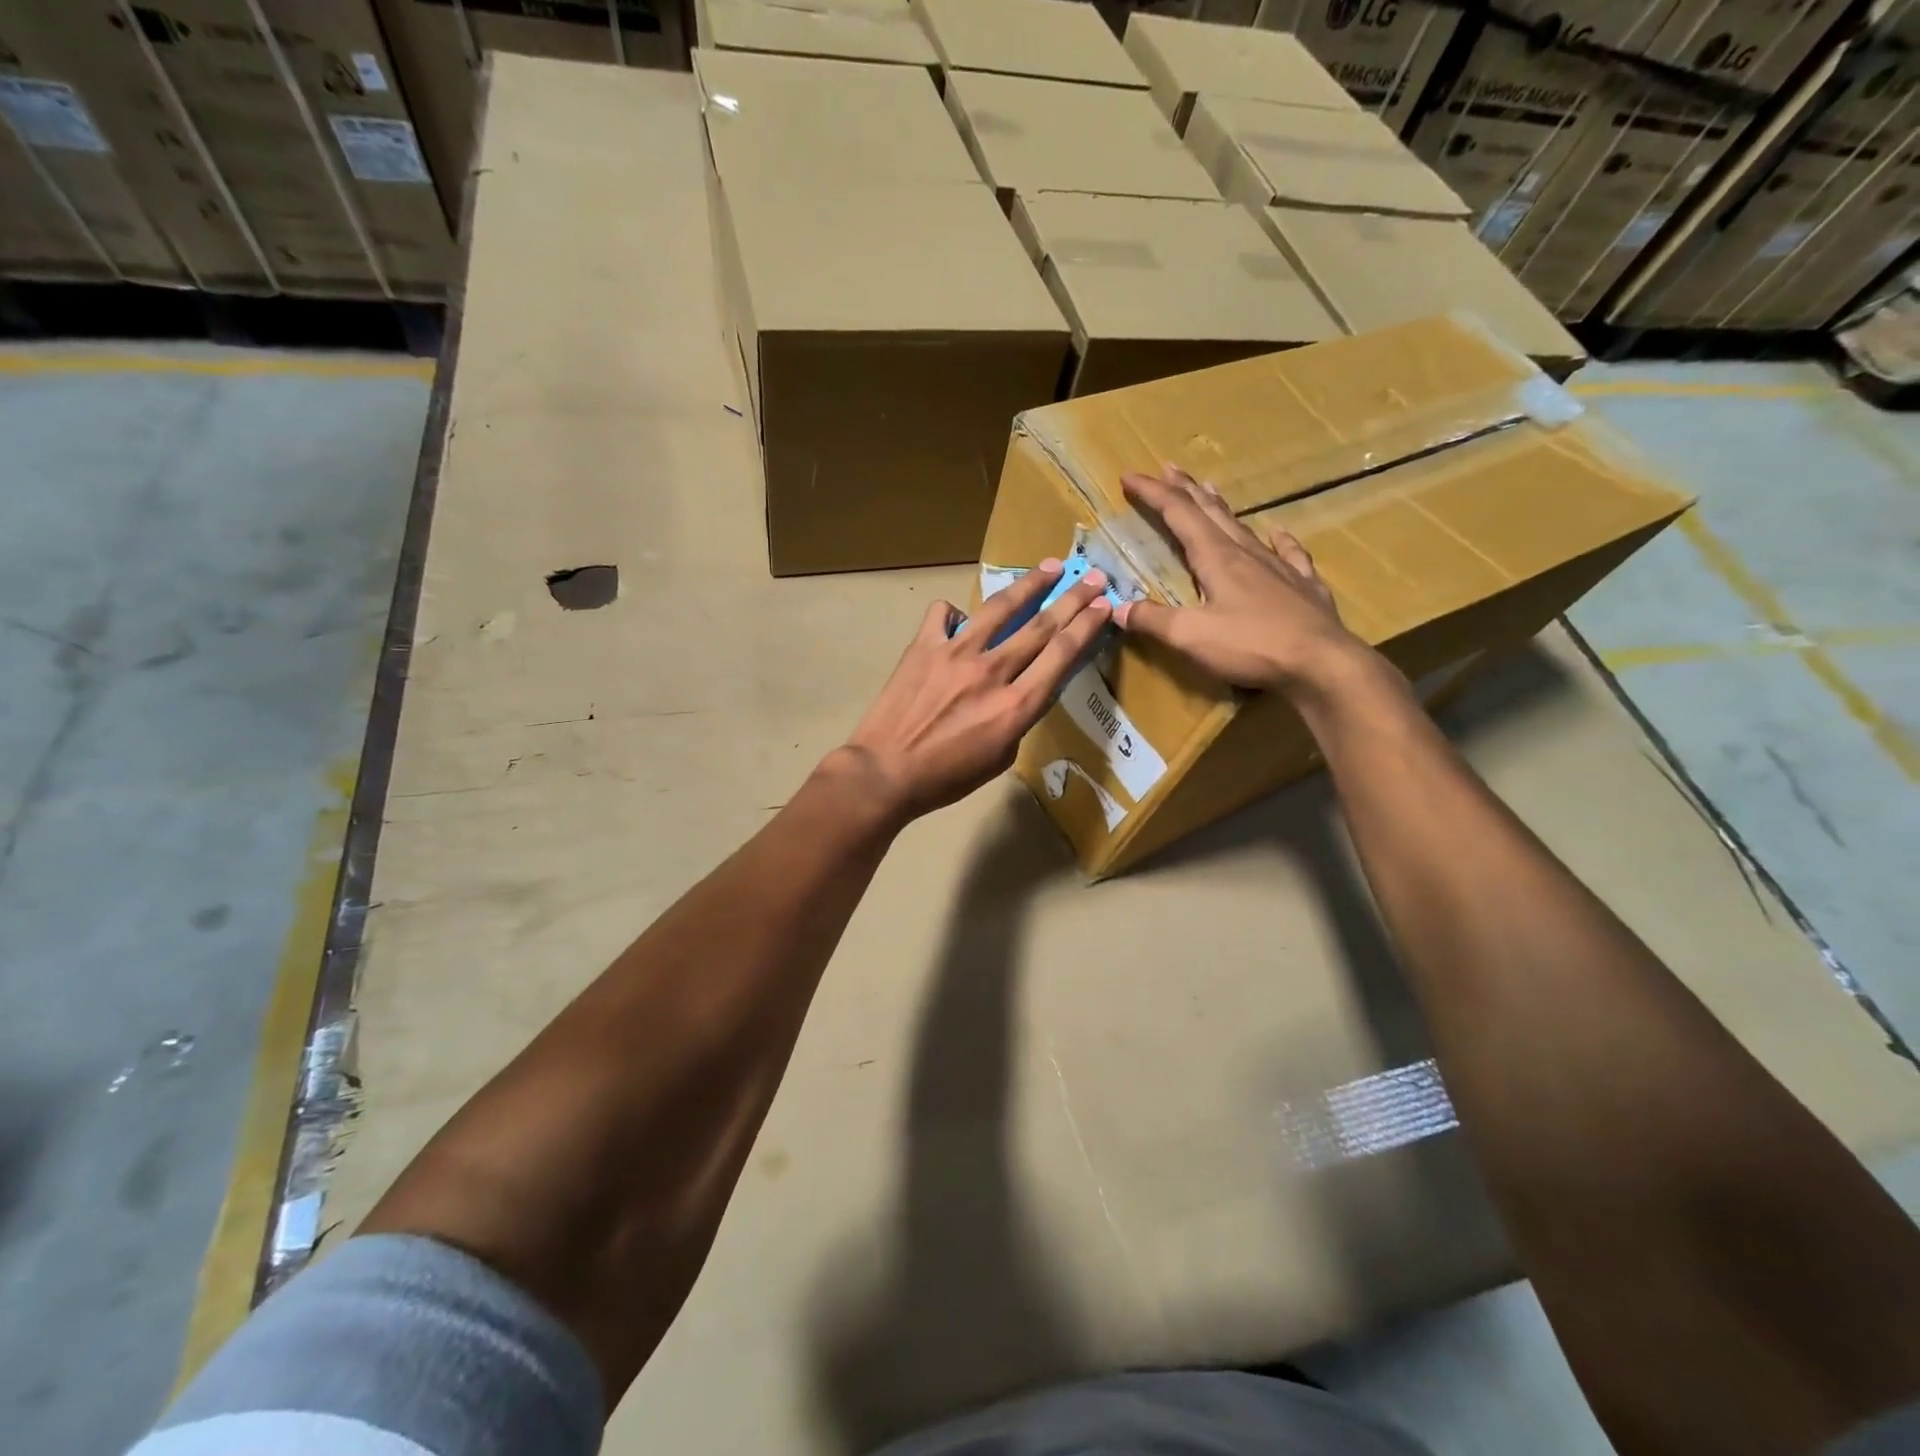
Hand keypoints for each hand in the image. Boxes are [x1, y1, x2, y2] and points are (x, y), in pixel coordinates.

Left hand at [837, 559, 1112, 823]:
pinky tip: (960, 619)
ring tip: (1049, 567)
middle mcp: (992, 671)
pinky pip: (944, 614)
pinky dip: (955, 612)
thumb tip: (1022, 687)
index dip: (1087, 625)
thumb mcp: (1001, 757)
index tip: (1105, 605)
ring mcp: (955, 653)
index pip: (1061, 654)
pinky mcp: (924, 646)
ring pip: (1000, 608)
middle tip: (1093, 577)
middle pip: (1041, 625)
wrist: (885, 773)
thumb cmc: (946, 777)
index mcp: (1016, 705)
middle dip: (1073, 598)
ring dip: (1029, 585)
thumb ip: (1018, 717)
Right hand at [1115, 465, 1365, 693]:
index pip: (1178, 514)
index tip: (1130, 476)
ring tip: (1209, 488)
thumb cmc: (1251, 645)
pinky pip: (1288, 552)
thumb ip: (1153, 620)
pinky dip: (1279, 538)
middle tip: (1168, 468)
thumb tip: (1118, 608)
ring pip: (1243, 526)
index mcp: (1216, 558)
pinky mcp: (1303, 585)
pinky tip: (1277, 530)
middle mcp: (1246, 552)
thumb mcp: (1190, 636)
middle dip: (1185, 489)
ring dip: (1220, 506)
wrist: (1321, 662)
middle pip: (1210, 512)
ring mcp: (1278, 566)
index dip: (1152, 494)